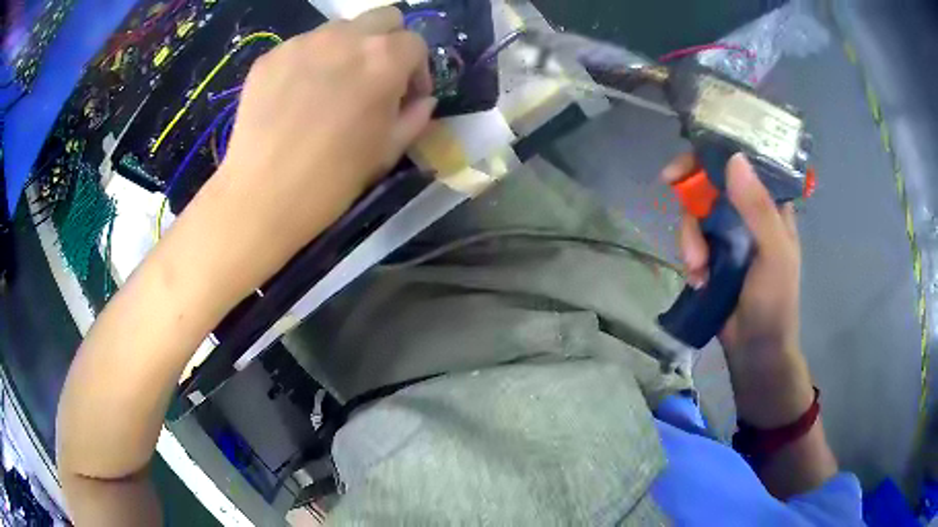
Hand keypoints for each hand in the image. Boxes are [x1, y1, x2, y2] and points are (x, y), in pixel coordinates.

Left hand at [196, 7, 434, 298]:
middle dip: (388, 42)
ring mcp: (303, 42)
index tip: (407, 96)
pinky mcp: (270, 56)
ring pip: (339, 29)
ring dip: (347, 49)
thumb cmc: (333, 179)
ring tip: (332, 87)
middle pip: (382, 18)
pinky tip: (297, 96)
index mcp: (384, 58)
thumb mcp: (388, 151)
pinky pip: (302, 47)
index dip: (417, 70)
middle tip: (375, 77)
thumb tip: (422, 100)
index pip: (415, 43)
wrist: (262, 196)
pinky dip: (310, 62)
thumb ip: (415, 116)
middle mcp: (346, 37)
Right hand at [663, 152, 800, 354]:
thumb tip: (734, 159)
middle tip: (677, 202)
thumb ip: (758, 209)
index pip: (742, 164)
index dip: (715, 155)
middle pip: (711, 184)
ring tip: (698, 270)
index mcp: (770, 206)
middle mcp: (747, 213)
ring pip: (696, 214)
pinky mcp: (711, 255)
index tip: (688, 160)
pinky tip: (698, 280)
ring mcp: (728, 235)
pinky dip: (690, 258)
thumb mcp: (773, 253)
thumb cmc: (774, 301)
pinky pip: (691, 241)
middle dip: (694, 200)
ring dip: (691, 240)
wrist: (755, 351)